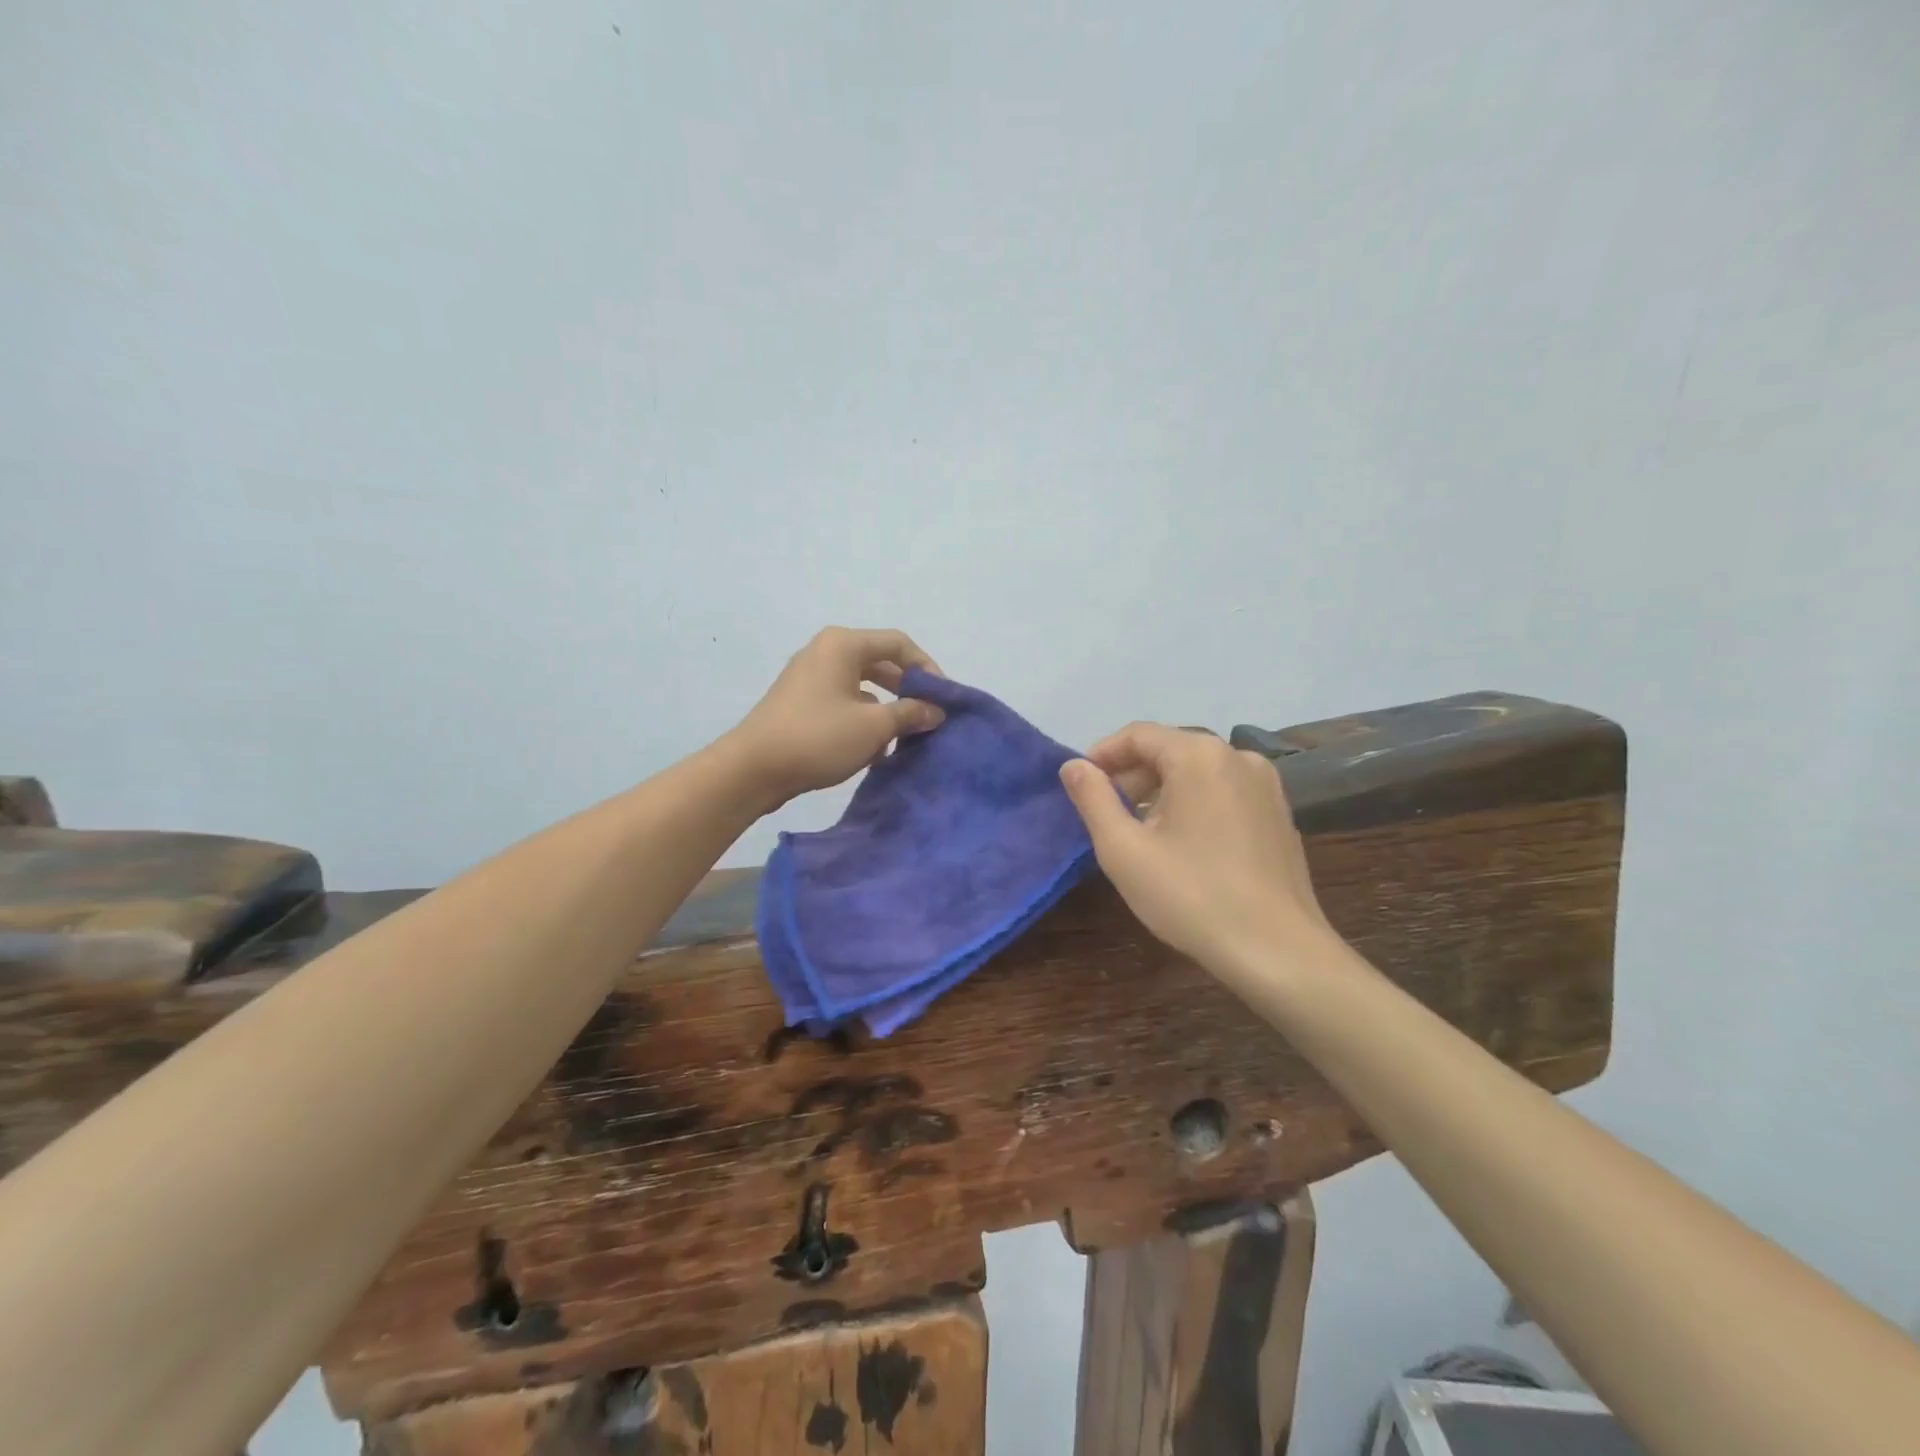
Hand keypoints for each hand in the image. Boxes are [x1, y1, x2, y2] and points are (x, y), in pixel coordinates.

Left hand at [731, 627, 946, 809]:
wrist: (753, 768)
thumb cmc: (818, 737)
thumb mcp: (874, 726)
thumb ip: (910, 713)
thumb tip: (936, 711)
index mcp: (843, 644)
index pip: (899, 644)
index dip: (927, 668)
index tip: (944, 699)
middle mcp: (826, 652)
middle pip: (881, 663)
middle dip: (907, 692)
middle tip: (929, 718)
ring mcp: (810, 678)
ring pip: (862, 687)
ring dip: (886, 711)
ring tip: (904, 739)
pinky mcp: (800, 703)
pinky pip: (843, 703)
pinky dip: (862, 721)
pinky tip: (874, 751)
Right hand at [1058, 723, 1334, 981]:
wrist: (1278, 952)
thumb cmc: (1191, 896)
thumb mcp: (1123, 849)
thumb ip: (1092, 799)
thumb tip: (1073, 766)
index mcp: (1199, 755)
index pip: (1137, 735)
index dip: (1101, 755)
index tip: (1079, 784)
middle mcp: (1238, 756)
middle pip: (1170, 750)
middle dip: (1131, 776)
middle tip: (1105, 814)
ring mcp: (1266, 784)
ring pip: (1198, 772)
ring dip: (1161, 792)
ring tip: (1140, 833)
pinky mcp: (1280, 813)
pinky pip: (1224, 793)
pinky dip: (1195, 804)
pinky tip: (1183, 845)